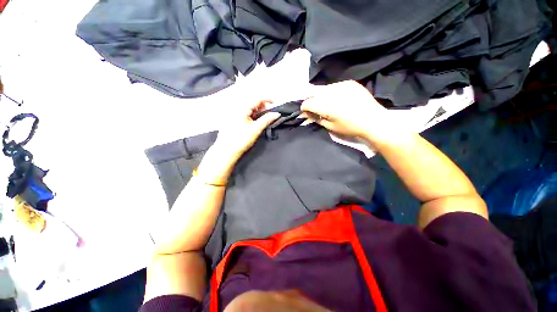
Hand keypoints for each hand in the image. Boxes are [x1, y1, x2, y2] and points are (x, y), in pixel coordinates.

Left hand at [213, 100, 280, 159]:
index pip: (257, 99)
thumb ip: (267, 120)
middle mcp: (237, 108)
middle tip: (272, 111)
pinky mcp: (233, 120)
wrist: (227, 150)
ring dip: (259, 111)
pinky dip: (253, 115)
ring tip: (266, 116)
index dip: (267, 99)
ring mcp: (234, 114)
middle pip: (253, 103)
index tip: (276, 101)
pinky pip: (245, 113)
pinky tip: (257, 120)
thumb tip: (277, 113)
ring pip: (249, 109)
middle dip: (263, 105)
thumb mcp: (256, 129)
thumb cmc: (241, 139)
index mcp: (242, 108)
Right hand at [301, 80, 400, 144]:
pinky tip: (337, 99)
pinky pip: (334, 86)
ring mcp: (343, 85)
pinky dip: (331, 92)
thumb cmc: (351, 127)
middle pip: (314, 94)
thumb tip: (307, 114)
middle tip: (315, 109)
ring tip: (326, 104)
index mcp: (328, 106)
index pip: (308, 102)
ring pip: (324, 89)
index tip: (305, 112)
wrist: (374, 120)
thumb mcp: (331, 127)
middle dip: (312, 101)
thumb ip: (317, 118)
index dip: (305, 107)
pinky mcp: (350, 83)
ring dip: (321, 96)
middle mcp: (333, 92)